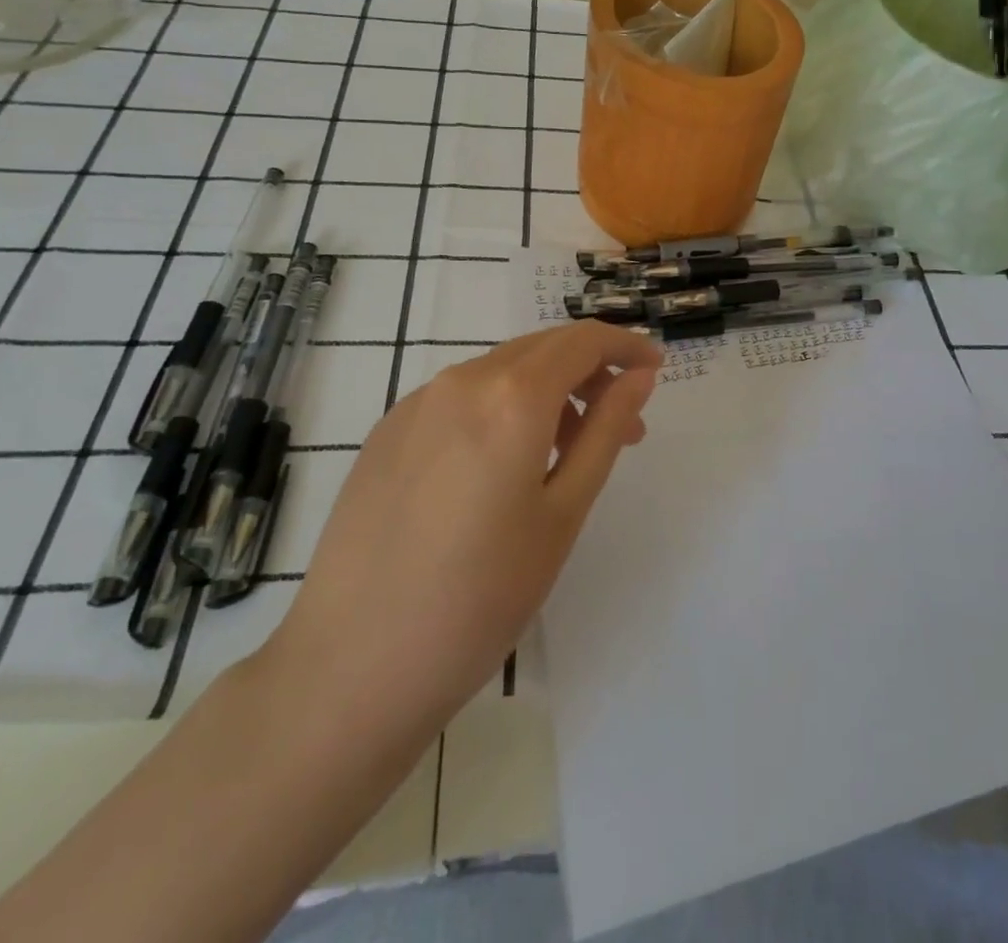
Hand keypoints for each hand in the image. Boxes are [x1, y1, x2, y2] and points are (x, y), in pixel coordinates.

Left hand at [261, 321, 660, 740]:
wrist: (352, 666)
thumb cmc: (482, 597)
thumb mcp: (563, 513)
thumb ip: (605, 431)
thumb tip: (638, 376)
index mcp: (510, 397)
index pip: (582, 341)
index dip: (625, 345)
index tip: (654, 367)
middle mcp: (460, 381)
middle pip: (541, 349)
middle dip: (590, 371)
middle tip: (623, 423)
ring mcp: (415, 404)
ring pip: (500, 371)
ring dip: (546, 391)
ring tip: (566, 451)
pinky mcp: (386, 432)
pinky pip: (461, 397)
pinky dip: (500, 408)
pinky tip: (502, 466)